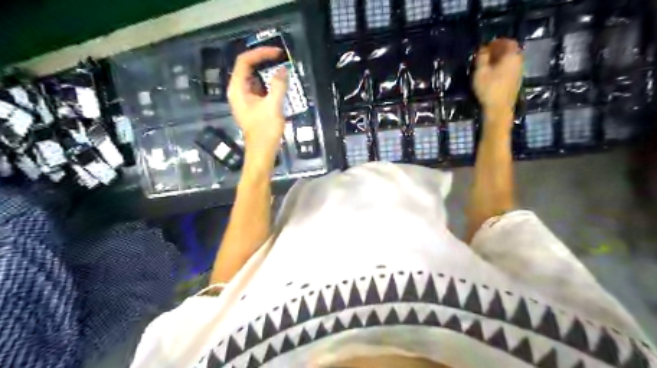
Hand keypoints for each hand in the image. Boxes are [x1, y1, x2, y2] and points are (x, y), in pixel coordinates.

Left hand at [229, 46, 288, 168]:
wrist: (262, 152)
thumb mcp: (273, 106)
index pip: (244, 61)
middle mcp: (238, 91)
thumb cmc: (265, 131)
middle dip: (264, 61)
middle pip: (248, 68)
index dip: (260, 53)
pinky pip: (259, 88)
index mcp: (238, 89)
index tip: (277, 53)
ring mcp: (245, 98)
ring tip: (282, 68)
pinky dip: (269, 83)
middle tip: (281, 59)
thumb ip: (278, 86)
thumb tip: (283, 70)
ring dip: (267, 72)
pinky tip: (280, 84)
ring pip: (254, 78)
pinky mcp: (253, 105)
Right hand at [473, 37, 524, 121]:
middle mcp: (518, 61)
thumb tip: (483, 48)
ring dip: (500, 60)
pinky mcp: (516, 81)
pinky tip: (493, 75)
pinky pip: (510, 68)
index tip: (486, 46)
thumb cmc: (488, 88)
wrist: (499, 109)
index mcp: (511, 56)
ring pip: (510, 60)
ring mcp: (519, 72)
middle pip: (510, 50)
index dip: (497, 42)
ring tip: (488, 65)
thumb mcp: (480, 71)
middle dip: (498, 51)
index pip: (507, 42)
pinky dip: (502, 67)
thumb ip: (481, 57)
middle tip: (486, 55)